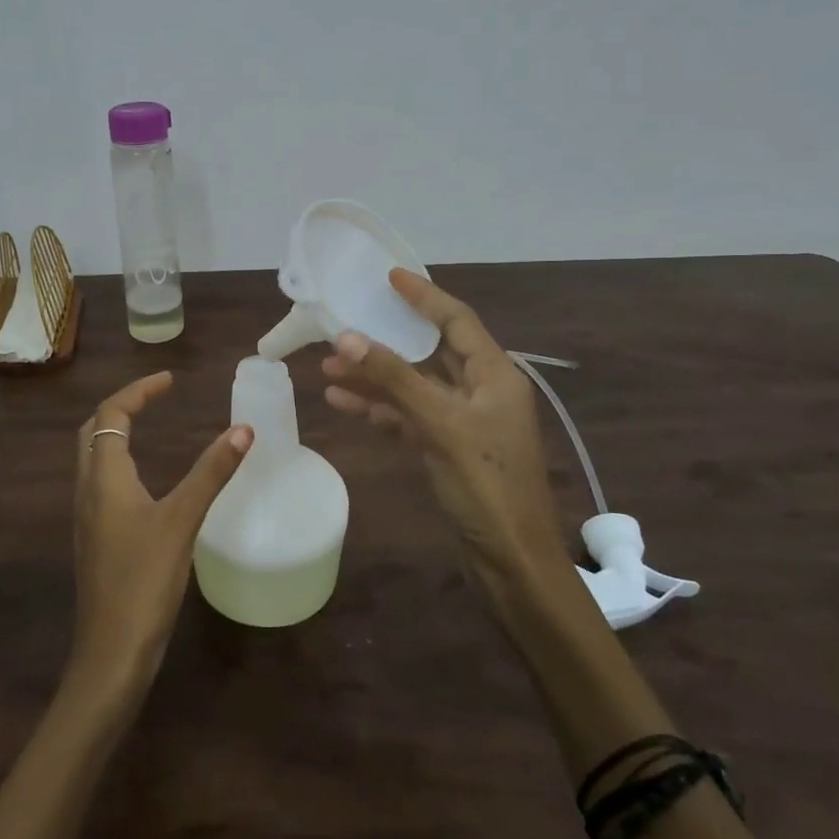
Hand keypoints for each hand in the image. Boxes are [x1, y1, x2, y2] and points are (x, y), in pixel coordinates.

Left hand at [67, 372, 252, 702]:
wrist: (110, 653)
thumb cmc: (144, 582)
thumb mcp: (182, 521)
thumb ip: (211, 473)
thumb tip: (243, 429)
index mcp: (104, 477)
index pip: (111, 414)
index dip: (139, 391)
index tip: (170, 381)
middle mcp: (87, 490)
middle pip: (93, 431)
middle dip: (122, 407)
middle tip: (156, 398)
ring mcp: (87, 517)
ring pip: (93, 458)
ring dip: (116, 433)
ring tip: (150, 426)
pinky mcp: (94, 539)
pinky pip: (100, 483)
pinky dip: (119, 462)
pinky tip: (143, 481)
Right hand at [321, 269, 567, 598]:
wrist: (511, 561)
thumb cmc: (486, 485)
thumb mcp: (441, 425)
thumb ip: (395, 379)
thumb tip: (349, 336)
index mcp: (494, 375)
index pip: (456, 320)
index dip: (423, 296)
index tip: (390, 276)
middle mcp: (481, 391)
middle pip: (428, 353)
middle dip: (384, 342)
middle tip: (343, 326)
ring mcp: (464, 422)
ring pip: (413, 387)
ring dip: (374, 377)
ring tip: (328, 368)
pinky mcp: (448, 449)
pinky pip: (409, 417)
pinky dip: (380, 409)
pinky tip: (343, 403)